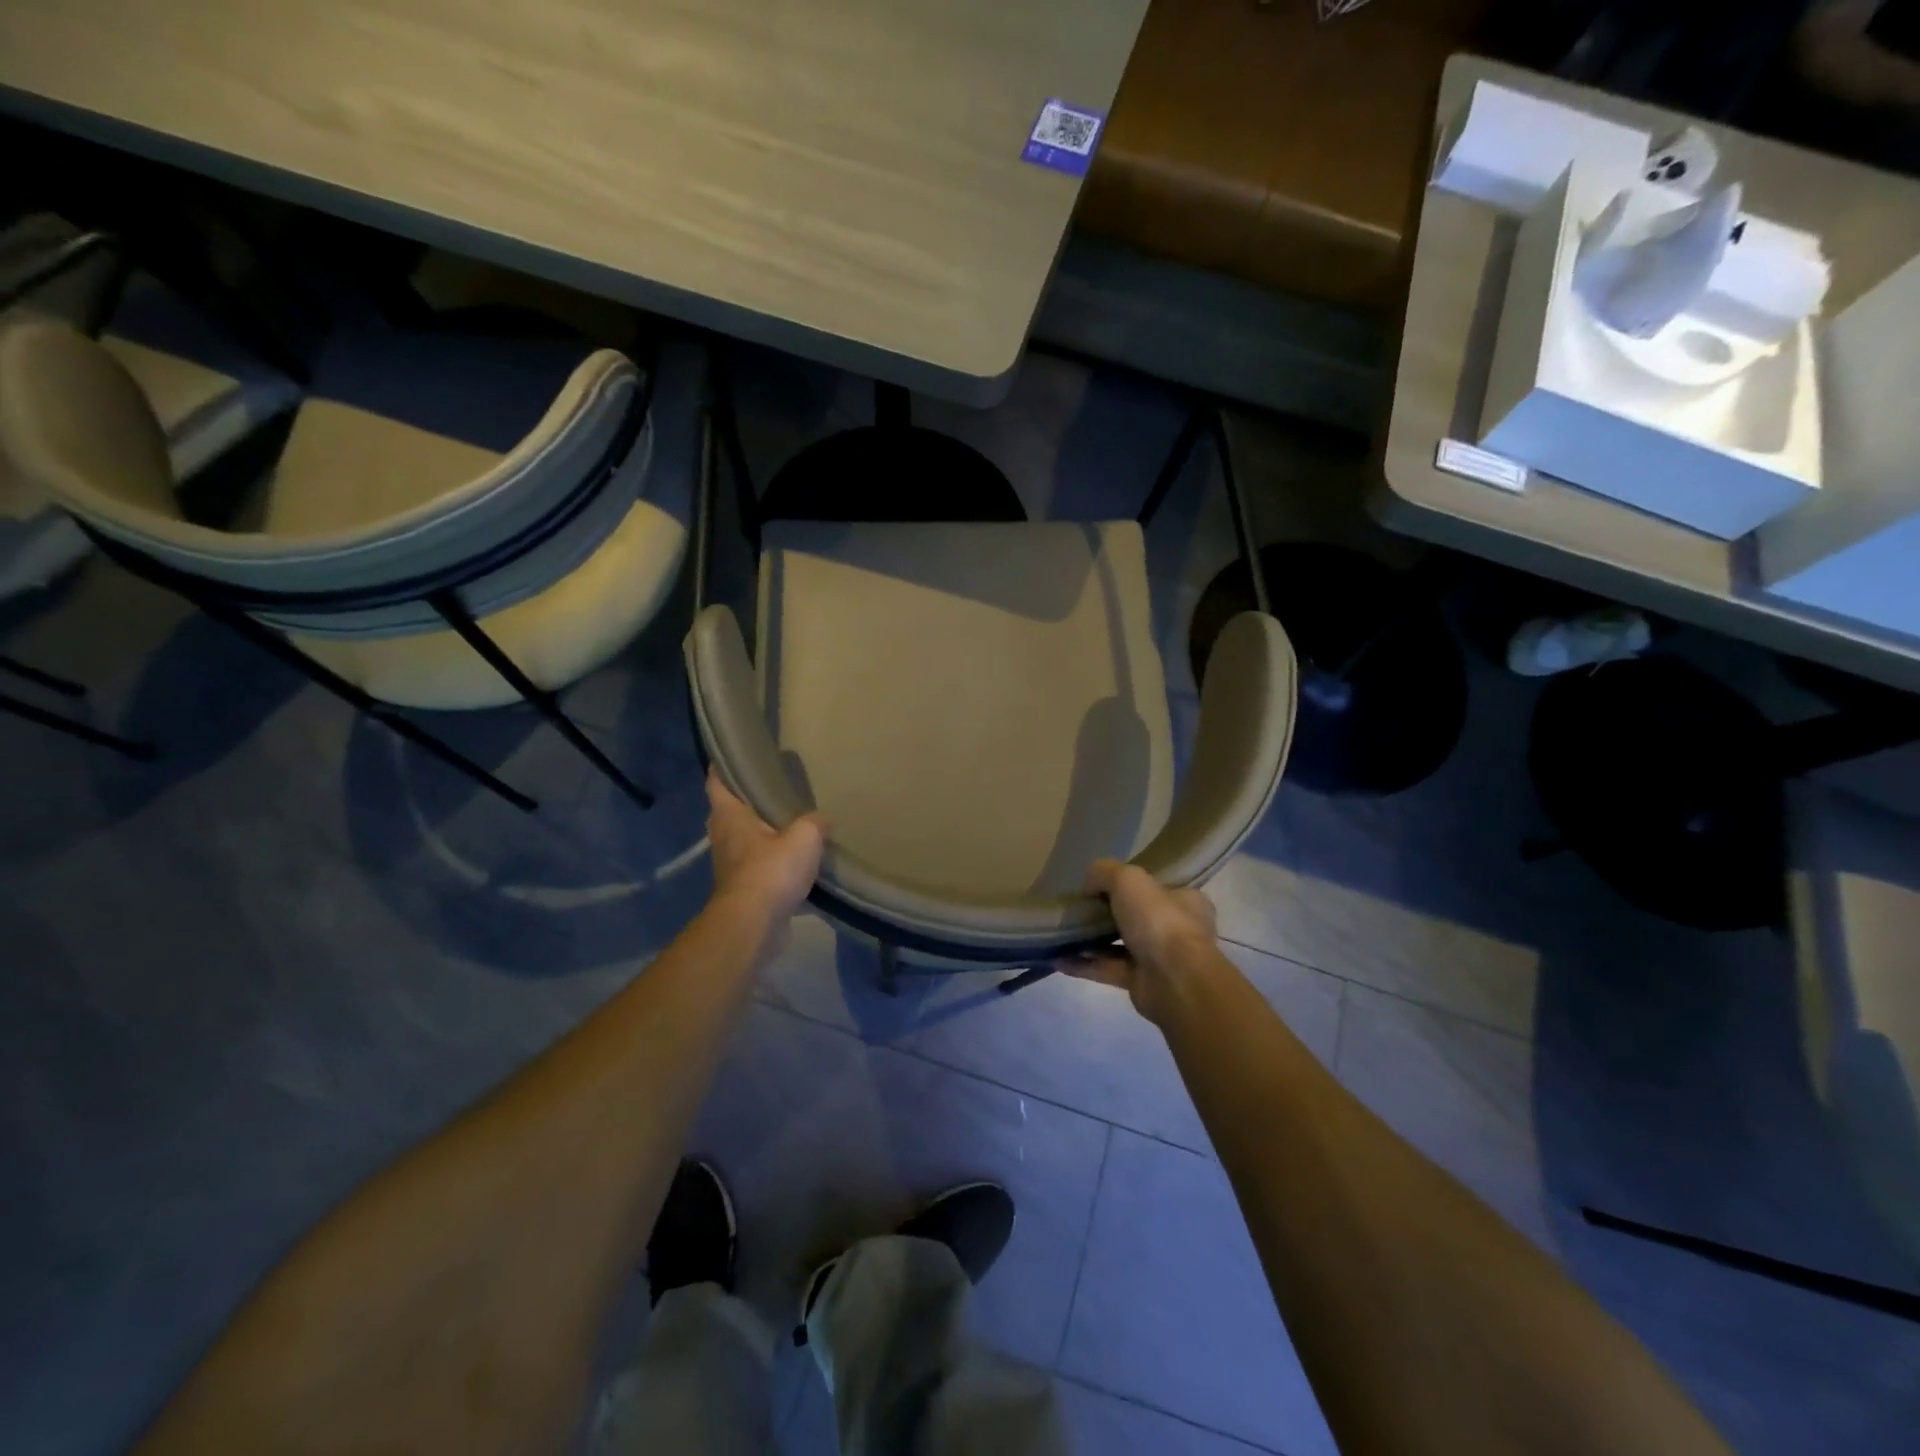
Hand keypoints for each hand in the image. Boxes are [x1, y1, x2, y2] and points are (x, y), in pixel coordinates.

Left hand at [706, 769, 823, 924]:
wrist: (754, 925)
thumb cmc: (771, 872)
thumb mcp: (804, 837)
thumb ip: (815, 822)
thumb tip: (822, 819)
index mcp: (729, 816)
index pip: (716, 782)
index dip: (724, 766)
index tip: (738, 755)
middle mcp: (723, 837)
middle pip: (730, 811)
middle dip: (748, 800)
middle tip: (775, 788)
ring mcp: (730, 865)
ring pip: (744, 839)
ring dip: (761, 832)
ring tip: (790, 822)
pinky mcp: (743, 889)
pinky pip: (757, 866)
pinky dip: (771, 860)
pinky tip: (795, 860)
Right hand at [1058, 859, 1219, 1024]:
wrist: (1175, 981)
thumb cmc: (1159, 921)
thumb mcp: (1128, 879)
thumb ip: (1105, 872)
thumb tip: (1089, 886)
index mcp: (1185, 900)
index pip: (1156, 887)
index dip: (1129, 885)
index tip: (1100, 886)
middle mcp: (1175, 929)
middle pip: (1135, 916)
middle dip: (1106, 914)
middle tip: (1078, 909)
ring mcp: (1158, 958)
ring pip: (1119, 944)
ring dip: (1091, 940)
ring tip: (1062, 932)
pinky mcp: (1140, 982)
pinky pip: (1107, 969)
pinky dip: (1083, 964)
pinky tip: (1058, 959)